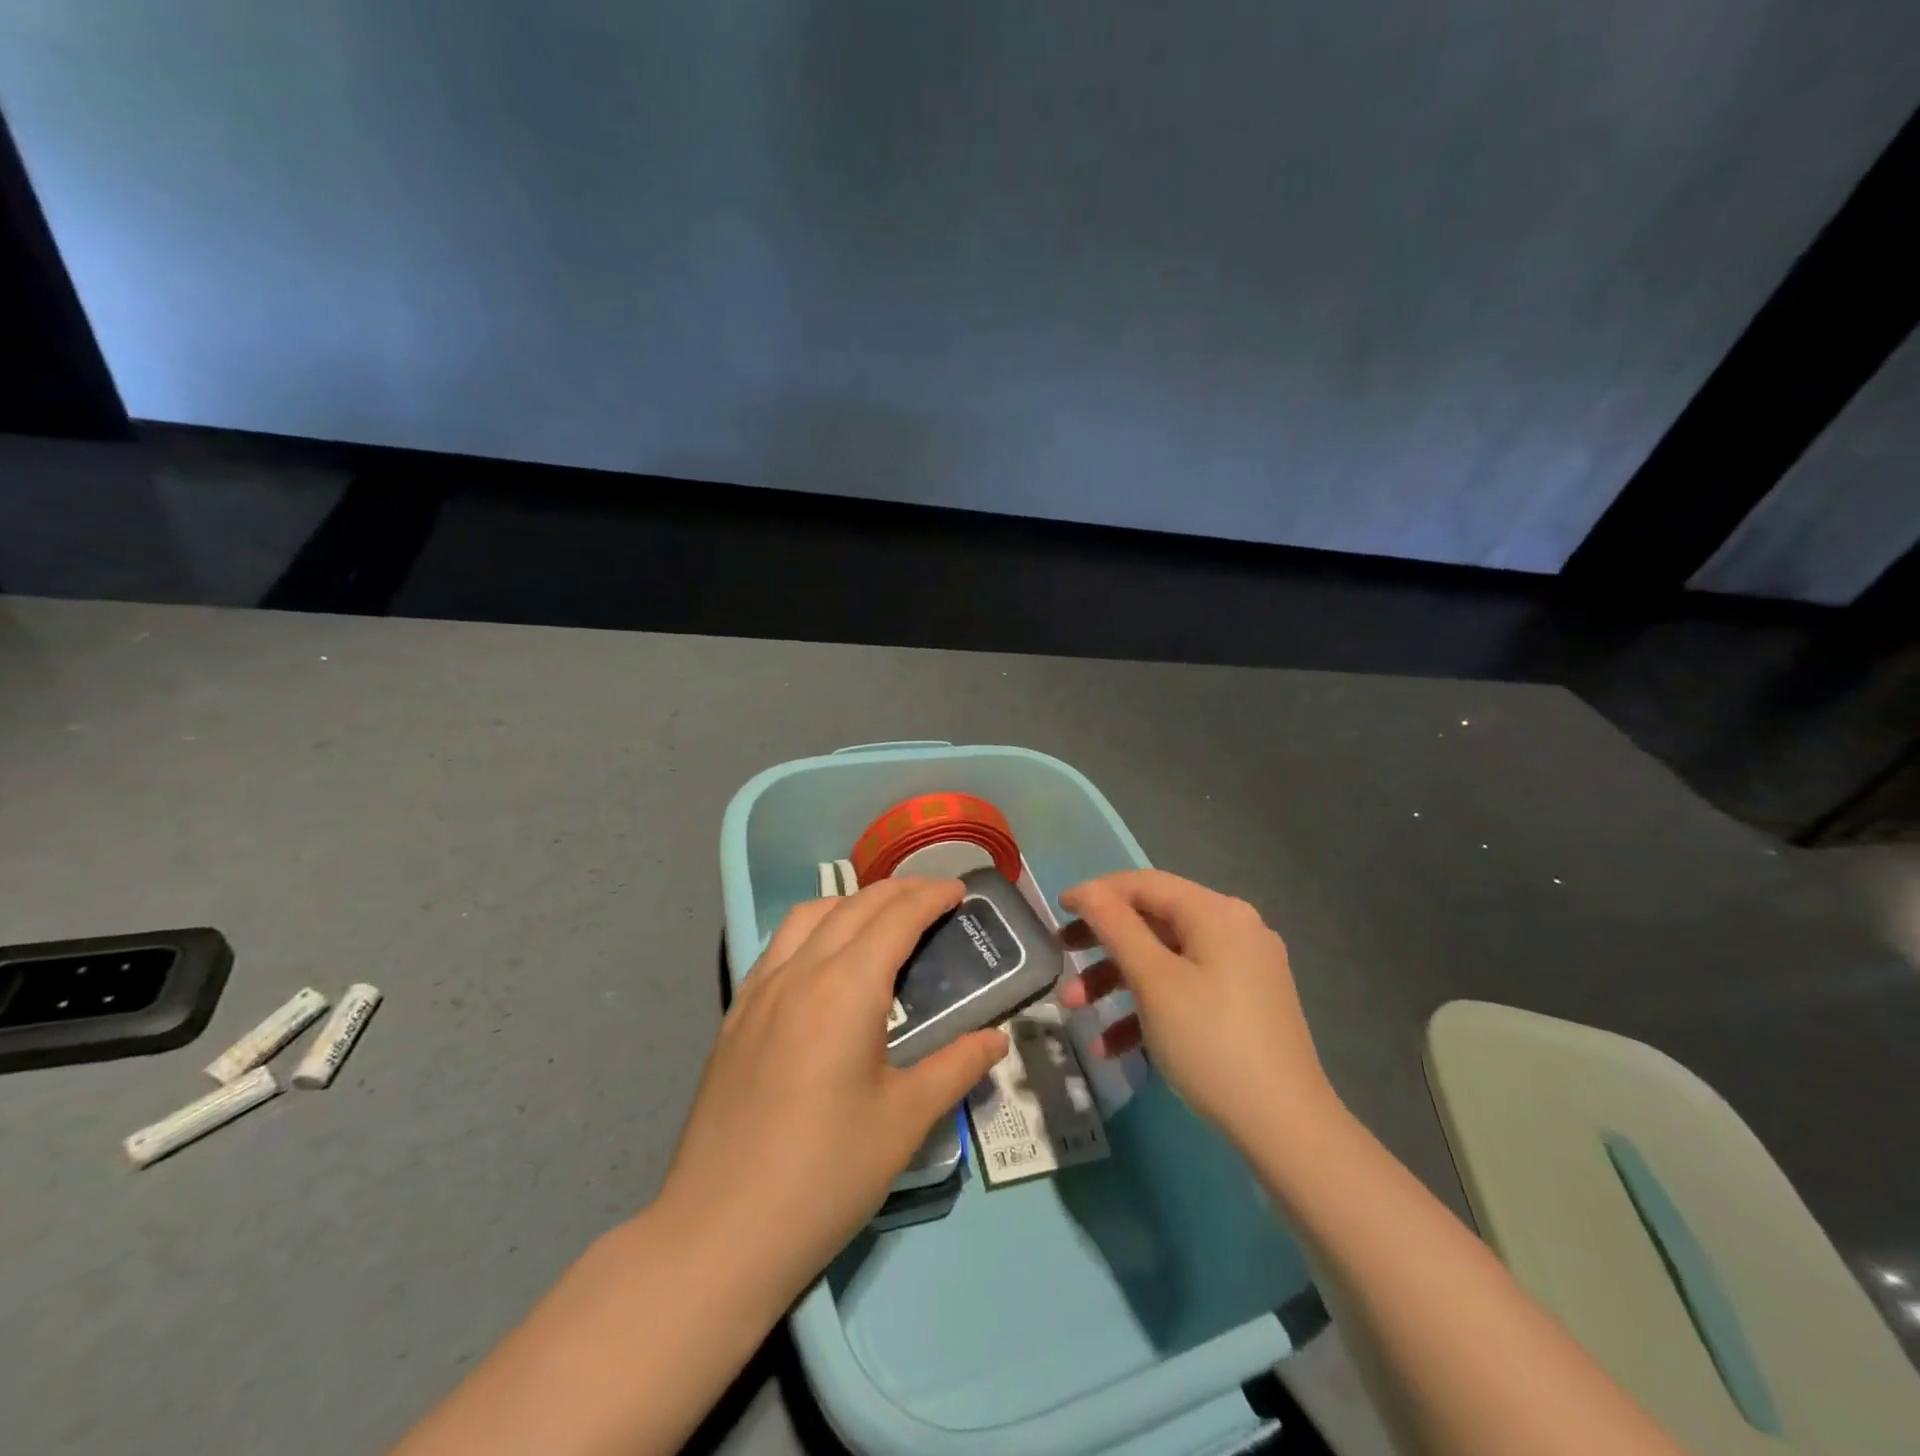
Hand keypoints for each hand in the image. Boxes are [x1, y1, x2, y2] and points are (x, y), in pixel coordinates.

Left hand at [655, 878, 1007, 1310]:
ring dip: (852, 902)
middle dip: (900, 891)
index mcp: (846, 987)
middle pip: (854, 905)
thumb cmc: (825, 1174)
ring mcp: (760, 990)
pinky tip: (825, 959)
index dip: (932, 896)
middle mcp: (800, 971)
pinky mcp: (735, 1014)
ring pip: (809, 915)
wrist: (720, 1232)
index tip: (961, 890)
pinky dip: (814, 927)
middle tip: (936, 898)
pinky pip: (779, 944)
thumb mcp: (905, 1121)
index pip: (896, 917)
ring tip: (883, 919)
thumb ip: (956, 1067)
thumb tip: (996, 1038)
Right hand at [1058, 869, 1338, 1150]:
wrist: (1287, 1129)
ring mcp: (1242, 970)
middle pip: (1153, 921)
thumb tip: (1087, 890)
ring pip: (1165, 960)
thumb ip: (1116, 926)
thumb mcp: (1154, 981)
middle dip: (1102, 944)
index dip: (1097, 893)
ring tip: (1076, 1010)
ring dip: (1116, 981)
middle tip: (1061, 957)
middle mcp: (1234, 930)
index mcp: (1217, 913)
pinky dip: (1148, 1008)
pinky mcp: (1244, 1006)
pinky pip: (1185, 990)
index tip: (1057, 911)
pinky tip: (1112, 1046)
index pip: (1145, 884)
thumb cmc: (1211, 1042)